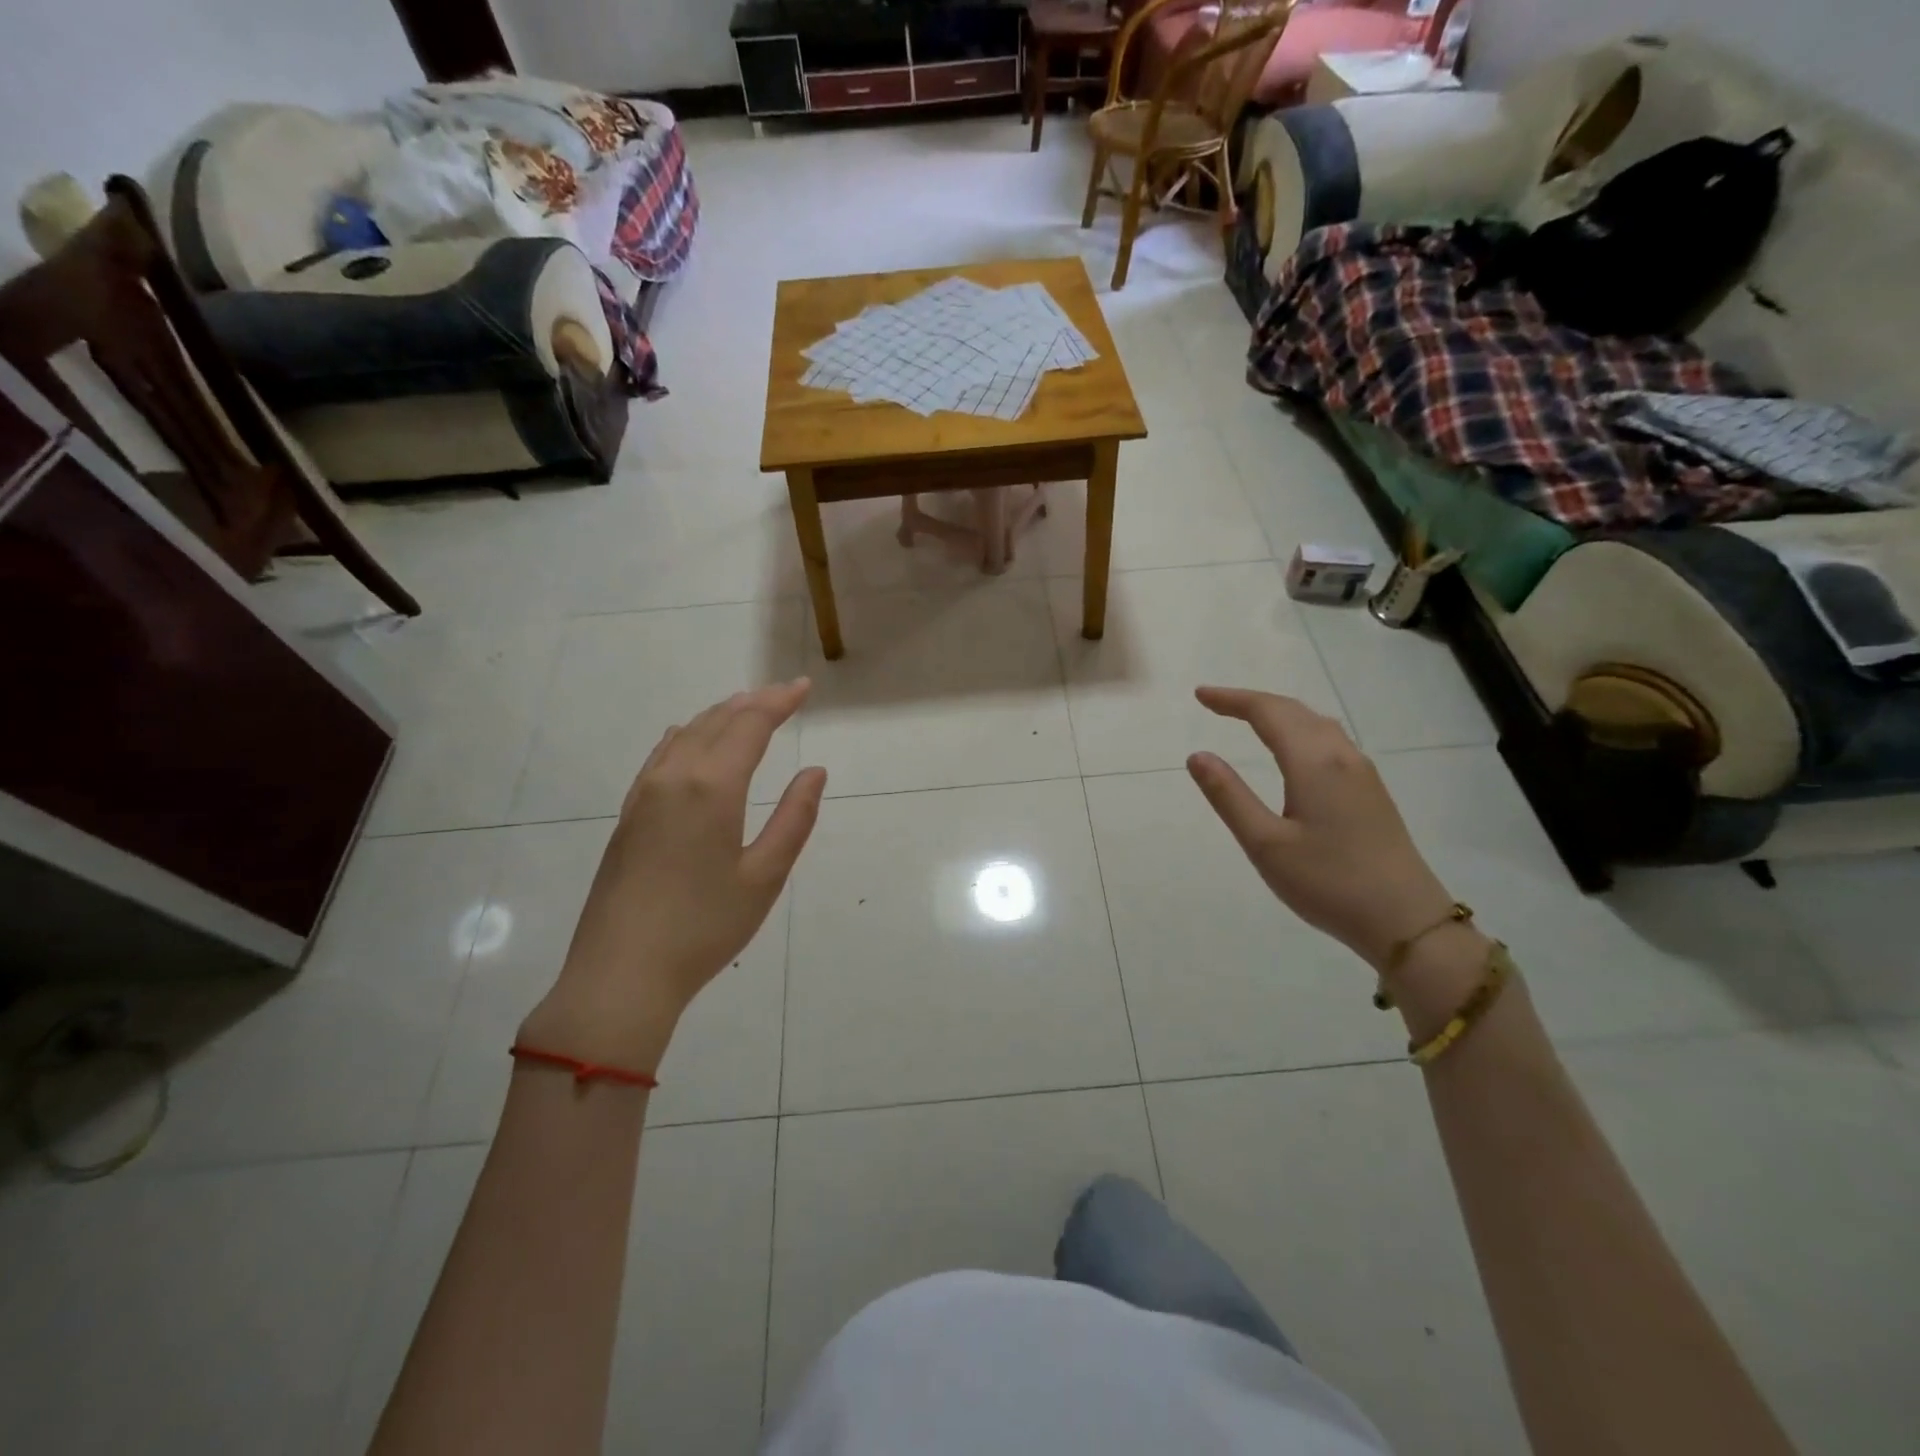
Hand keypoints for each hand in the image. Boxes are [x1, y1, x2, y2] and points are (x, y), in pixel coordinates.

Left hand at [520, 680, 826, 1070]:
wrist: (621, 973)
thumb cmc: (704, 927)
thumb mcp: (765, 876)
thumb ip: (794, 818)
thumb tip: (814, 772)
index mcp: (712, 787)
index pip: (750, 725)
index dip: (779, 702)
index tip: (805, 687)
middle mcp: (674, 777)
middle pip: (717, 721)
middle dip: (754, 703)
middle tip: (785, 694)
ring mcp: (644, 794)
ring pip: (686, 734)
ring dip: (720, 715)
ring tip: (747, 708)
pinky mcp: (628, 815)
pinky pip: (661, 755)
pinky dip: (687, 735)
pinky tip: (691, 738)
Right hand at [1185, 686, 1456, 970]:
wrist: (1406, 921)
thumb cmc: (1328, 882)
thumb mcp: (1265, 843)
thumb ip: (1229, 796)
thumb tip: (1197, 756)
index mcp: (1314, 763)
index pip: (1268, 713)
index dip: (1232, 700)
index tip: (1200, 695)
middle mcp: (1342, 757)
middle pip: (1295, 711)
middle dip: (1253, 702)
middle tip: (1215, 704)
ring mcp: (1362, 773)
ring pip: (1317, 725)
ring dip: (1280, 714)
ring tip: (1248, 719)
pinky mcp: (1372, 792)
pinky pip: (1330, 742)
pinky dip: (1300, 730)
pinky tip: (1293, 750)